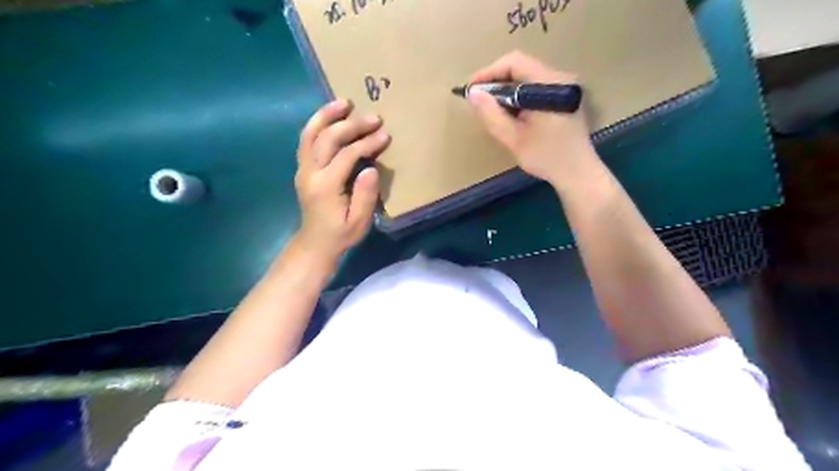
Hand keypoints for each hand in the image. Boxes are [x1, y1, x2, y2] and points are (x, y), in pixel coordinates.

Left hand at [292, 99, 390, 261]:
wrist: (315, 243)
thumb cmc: (340, 234)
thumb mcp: (359, 222)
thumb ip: (365, 196)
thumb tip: (371, 169)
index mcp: (326, 186)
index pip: (347, 155)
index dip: (367, 143)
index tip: (385, 136)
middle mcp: (310, 173)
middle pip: (328, 138)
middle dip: (351, 125)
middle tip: (373, 117)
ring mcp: (303, 168)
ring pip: (310, 133)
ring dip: (327, 115)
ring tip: (344, 102)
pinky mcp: (302, 168)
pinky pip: (306, 139)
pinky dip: (317, 124)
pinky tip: (330, 115)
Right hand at [470, 50, 595, 185]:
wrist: (578, 173)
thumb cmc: (546, 157)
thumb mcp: (514, 138)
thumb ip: (491, 114)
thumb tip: (472, 93)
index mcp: (549, 84)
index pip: (514, 62)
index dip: (489, 72)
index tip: (471, 90)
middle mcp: (559, 78)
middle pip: (521, 67)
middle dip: (496, 82)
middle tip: (479, 101)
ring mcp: (564, 87)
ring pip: (528, 78)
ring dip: (507, 90)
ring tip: (492, 109)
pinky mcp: (565, 97)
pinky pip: (536, 88)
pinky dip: (519, 96)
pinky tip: (511, 114)